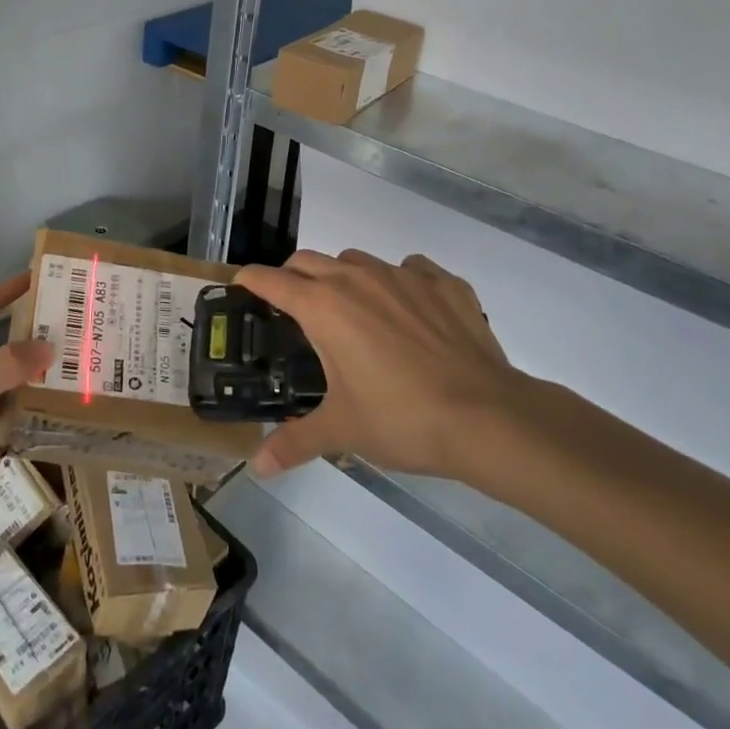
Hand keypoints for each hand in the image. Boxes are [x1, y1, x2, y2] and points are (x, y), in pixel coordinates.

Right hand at [235, 250, 532, 482]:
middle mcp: (357, 278)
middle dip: (292, 277)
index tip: (242, 287)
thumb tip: (257, 468)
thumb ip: (294, 441)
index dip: (250, 281)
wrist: (487, 417)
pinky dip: (399, 282)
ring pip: (356, 260)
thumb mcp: (342, 431)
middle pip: (308, 260)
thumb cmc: (402, 419)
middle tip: (293, 309)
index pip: (271, 280)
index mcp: (323, 306)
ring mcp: (403, 275)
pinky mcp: (443, 283)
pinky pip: (410, 268)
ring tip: (352, 312)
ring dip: (343, 277)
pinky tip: (409, 312)